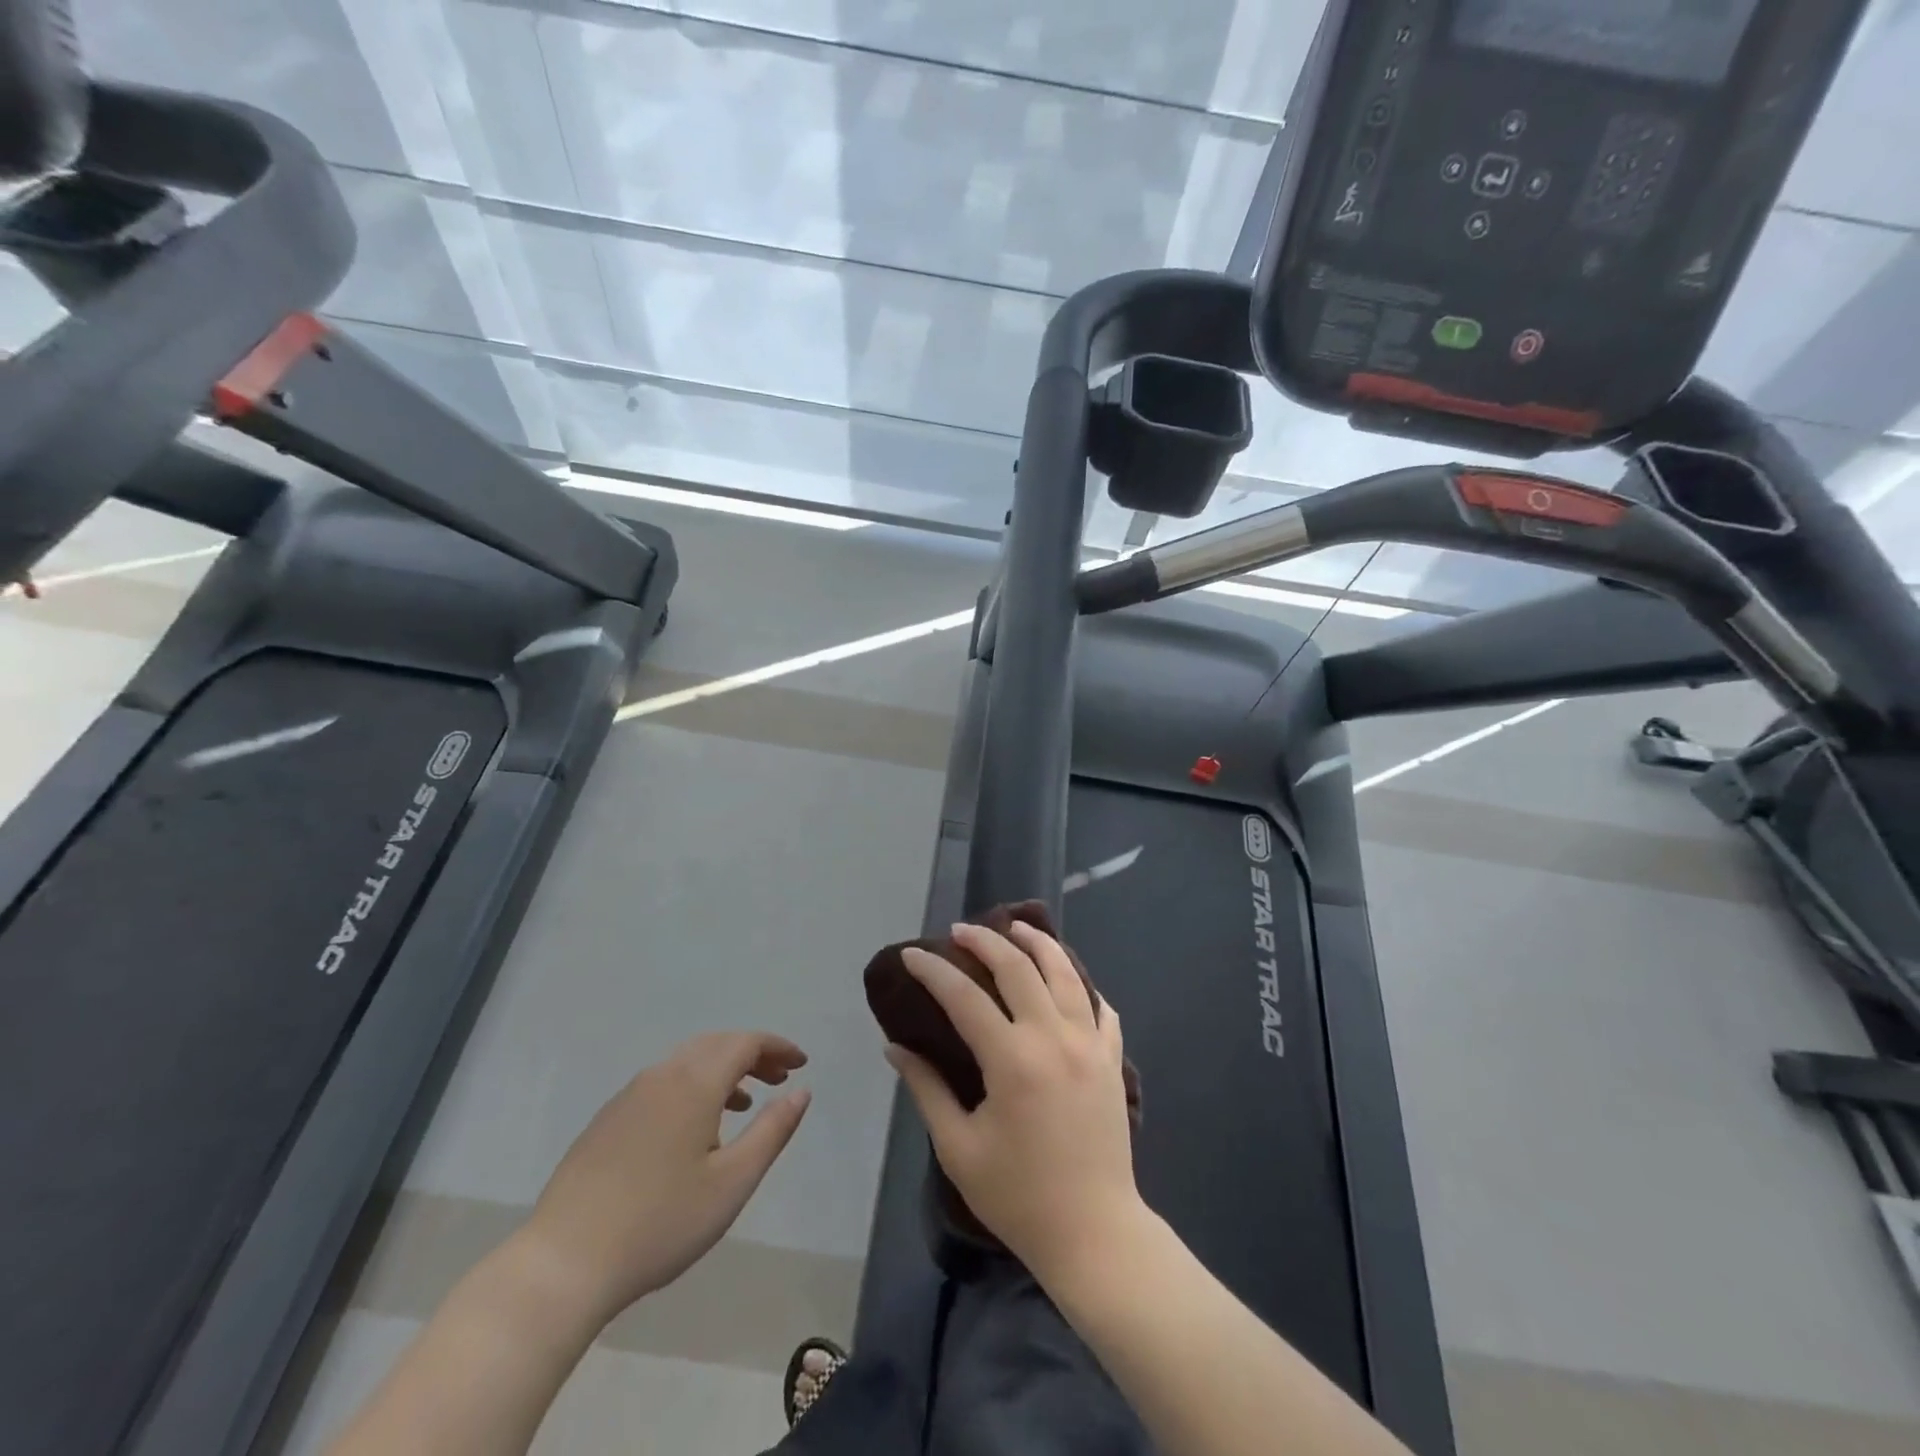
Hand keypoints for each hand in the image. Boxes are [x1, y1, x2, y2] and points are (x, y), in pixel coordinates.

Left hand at [518, 1032, 809, 1323]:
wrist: (562, 1265)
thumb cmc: (660, 1223)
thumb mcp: (732, 1183)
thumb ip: (772, 1131)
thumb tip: (800, 1091)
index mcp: (694, 1084)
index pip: (745, 1043)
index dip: (777, 1047)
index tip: (801, 1063)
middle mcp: (661, 1076)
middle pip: (715, 1045)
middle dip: (752, 1054)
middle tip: (779, 1077)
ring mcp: (628, 1097)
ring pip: (686, 1062)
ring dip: (721, 1070)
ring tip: (744, 1102)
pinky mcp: (606, 1121)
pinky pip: (661, 1083)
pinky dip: (691, 1086)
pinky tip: (693, 1128)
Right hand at [886, 920, 1141, 1281]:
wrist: (1094, 1232)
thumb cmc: (1018, 1196)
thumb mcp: (959, 1147)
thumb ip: (926, 1089)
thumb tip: (895, 1047)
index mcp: (1012, 1060)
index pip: (964, 997)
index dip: (933, 971)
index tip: (913, 954)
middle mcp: (1053, 1037)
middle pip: (1018, 967)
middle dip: (985, 940)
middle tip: (960, 931)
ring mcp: (1089, 1044)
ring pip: (1065, 973)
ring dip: (1038, 943)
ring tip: (1016, 927)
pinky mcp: (1111, 1059)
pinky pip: (1098, 1006)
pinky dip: (1080, 984)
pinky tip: (1067, 979)